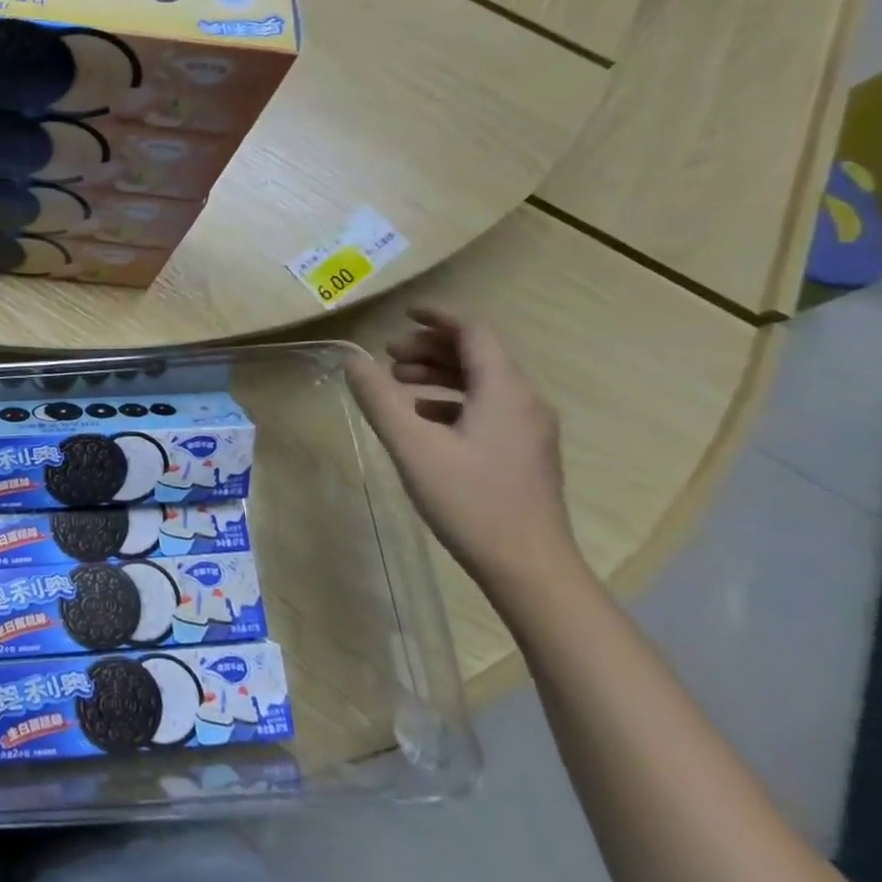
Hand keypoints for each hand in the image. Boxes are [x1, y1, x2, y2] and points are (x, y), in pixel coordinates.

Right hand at [345, 308, 584, 602]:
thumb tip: (351, 359)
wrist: (529, 568)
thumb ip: (379, 399)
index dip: (437, 318)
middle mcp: (525, 402)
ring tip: (398, 385)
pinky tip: (421, 422)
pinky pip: (486, 408)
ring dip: (438, 375)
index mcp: (504, 391)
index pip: (474, 333)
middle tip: (387, 357)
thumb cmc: (470, 501)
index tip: (401, 314)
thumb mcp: (412, 447)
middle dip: (430, 348)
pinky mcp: (523, 453)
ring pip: (482, 383)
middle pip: (478, 355)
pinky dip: (450, 401)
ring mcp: (529, 430)